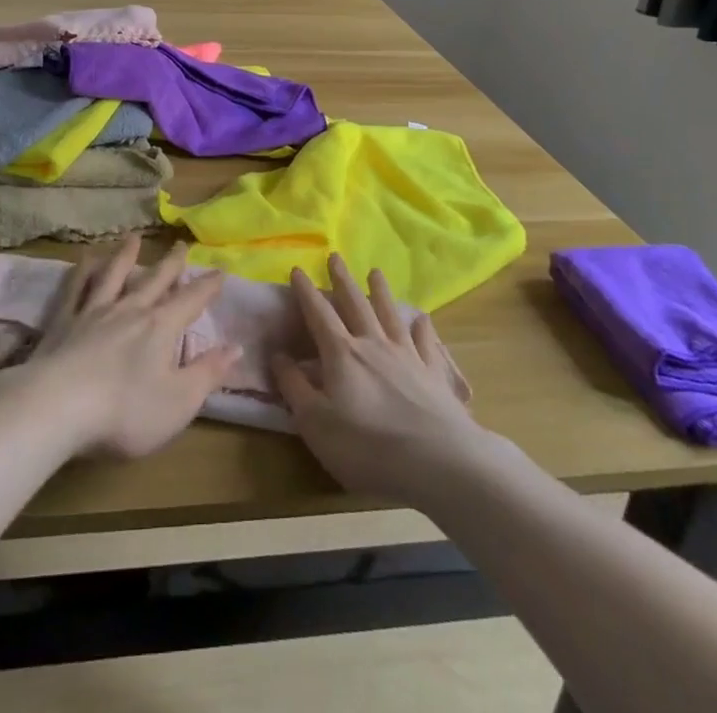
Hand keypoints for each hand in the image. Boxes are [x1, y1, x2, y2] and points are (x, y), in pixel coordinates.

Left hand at [0, 236, 239, 459]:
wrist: (57, 407)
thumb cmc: (125, 411)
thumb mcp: (179, 402)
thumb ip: (208, 373)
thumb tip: (236, 346)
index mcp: (160, 328)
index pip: (191, 300)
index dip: (207, 286)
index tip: (220, 270)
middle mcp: (130, 310)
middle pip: (155, 280)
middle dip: (171, 263)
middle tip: (181, 244)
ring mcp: (94, 312)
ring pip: (114, 275)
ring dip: (127, 255)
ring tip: (134, 238)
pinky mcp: (64, 321)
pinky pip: (76, 288)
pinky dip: (83, 271)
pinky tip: (85, 258)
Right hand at [272, 253, 483, 502]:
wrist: (438, 462)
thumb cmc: (367, 447)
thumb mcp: (316, 423)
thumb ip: (294, 387)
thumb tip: (278, 355)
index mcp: (341, 354)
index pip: (318, 314)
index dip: (306, 292)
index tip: (297, 269)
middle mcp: (373, 344)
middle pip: (355, 304)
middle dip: (342, 279)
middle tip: (335, 256)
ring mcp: (407, 356)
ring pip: (390, 314)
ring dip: (381, 291)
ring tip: (375, 271)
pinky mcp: (434, 374)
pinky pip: (426, 343)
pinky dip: (423, 329)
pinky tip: (423, 319)